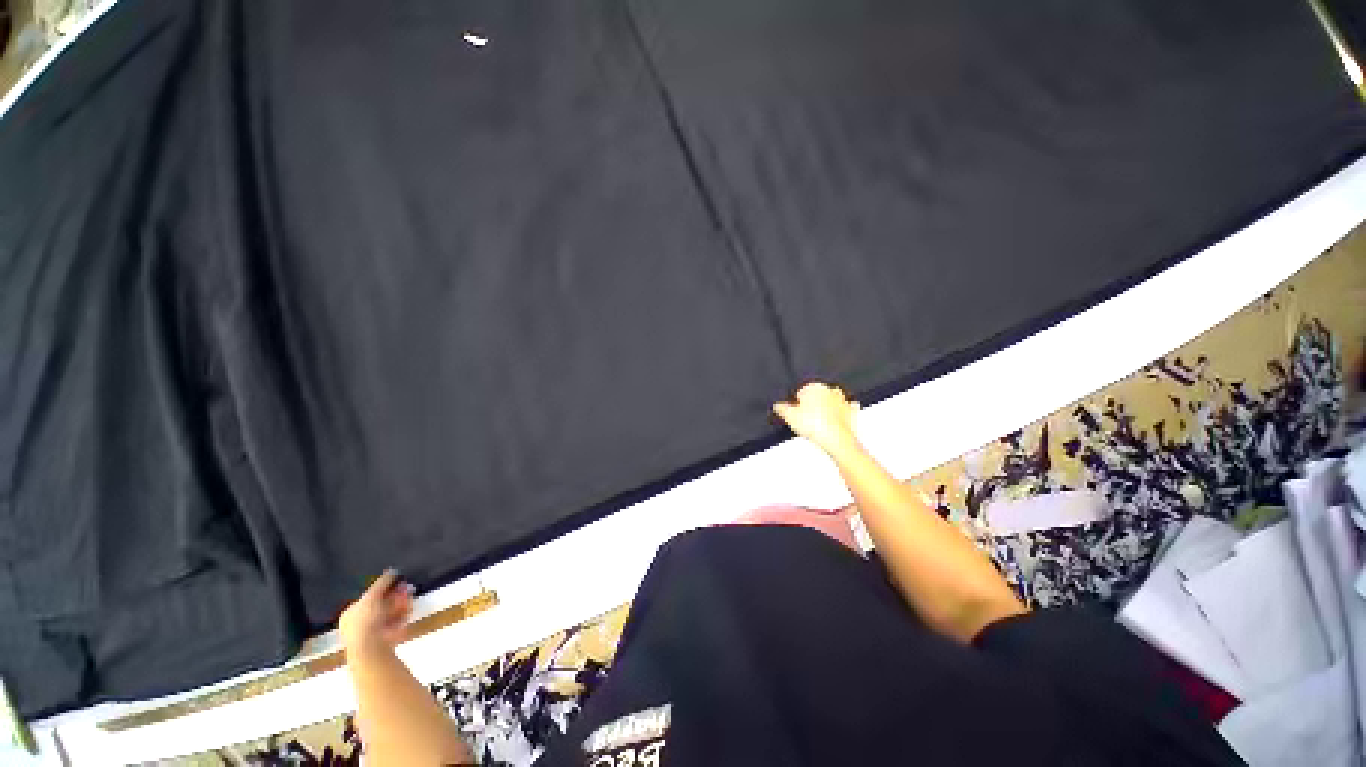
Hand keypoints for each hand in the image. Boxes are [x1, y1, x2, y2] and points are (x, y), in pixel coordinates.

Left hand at [339, 570, 414, 658]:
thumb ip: (383, 583)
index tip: (396, 583)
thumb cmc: (366, 620)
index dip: (383, 590)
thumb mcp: (372, 596)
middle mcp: (359, 624)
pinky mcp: (386, 639)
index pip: (367, 598)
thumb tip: (392, 571)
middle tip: (406, 588)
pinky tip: (409, 609)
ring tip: (410, 597)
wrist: (371, 647)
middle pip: (381, 605)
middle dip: (395, 596)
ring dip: (401, 604)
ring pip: (390, 614)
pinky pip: (396, 623)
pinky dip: (403, 616)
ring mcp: (373, 633)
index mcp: (350, 615)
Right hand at [773, 382, 862, 458]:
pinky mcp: (850, 413)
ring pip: (831, 401)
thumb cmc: (815, 426)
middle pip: (816, 396)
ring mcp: (842, 401)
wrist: (837, 440)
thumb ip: (782, 409)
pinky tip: (835, 421)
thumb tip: (777, 406)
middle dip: (811, 405)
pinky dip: (841, 414)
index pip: (801, 392)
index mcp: (814, 387)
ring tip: (818, 422)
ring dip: (826, 408)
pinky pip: (846, 410)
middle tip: (805, 420)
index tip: (795, 414)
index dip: (796, 404)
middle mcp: (829, 391)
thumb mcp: (790, 417)